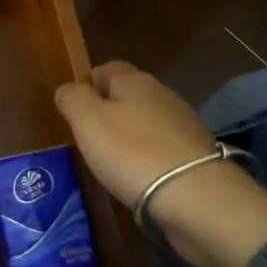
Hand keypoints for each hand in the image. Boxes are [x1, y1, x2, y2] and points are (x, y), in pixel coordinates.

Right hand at [53, 60, 216, 208]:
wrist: (197, 198)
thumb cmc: (132, 152)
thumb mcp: (88, 121)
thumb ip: (72, 99)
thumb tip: (68, 89)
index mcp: (135, 81)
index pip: (107, 68)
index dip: (88, 84)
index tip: (74, 108)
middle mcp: (163, 96)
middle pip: (129, 95)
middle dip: (109, 111)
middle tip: (89, 137)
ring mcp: (184, 127)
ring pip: (147, 122)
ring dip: (130, 136)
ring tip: (112, 161)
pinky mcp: (197, 158)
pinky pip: (163, 150)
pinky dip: (149, 159)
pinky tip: (140, 178)